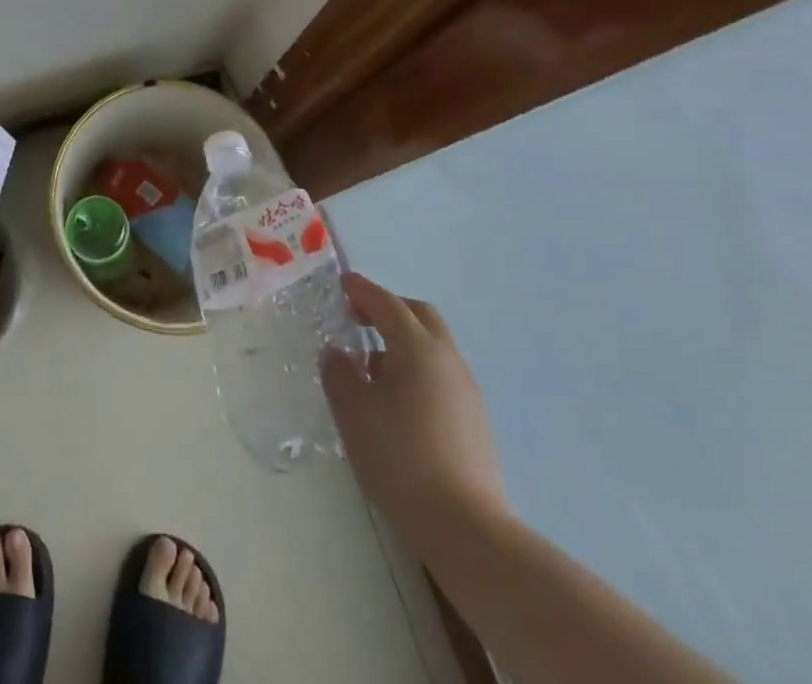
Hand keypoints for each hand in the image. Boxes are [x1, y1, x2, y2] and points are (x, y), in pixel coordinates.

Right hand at [322, 273, 508, 548]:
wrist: (465, 528)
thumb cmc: (401, 458)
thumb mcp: (353, 412)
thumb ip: (339, 374)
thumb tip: (338, 354)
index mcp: (418, 348)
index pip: (387, 303)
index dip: (362, 290)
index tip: (342, 283)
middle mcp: (447, 359)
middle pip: (419, 315)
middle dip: (388, 309)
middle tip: (358, 317)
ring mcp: (466, 390)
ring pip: (433, 345)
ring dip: (403, 340)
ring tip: (371, 365)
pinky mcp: (474, 419)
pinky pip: (440, 373)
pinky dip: (416, 367)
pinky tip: (396, 398)